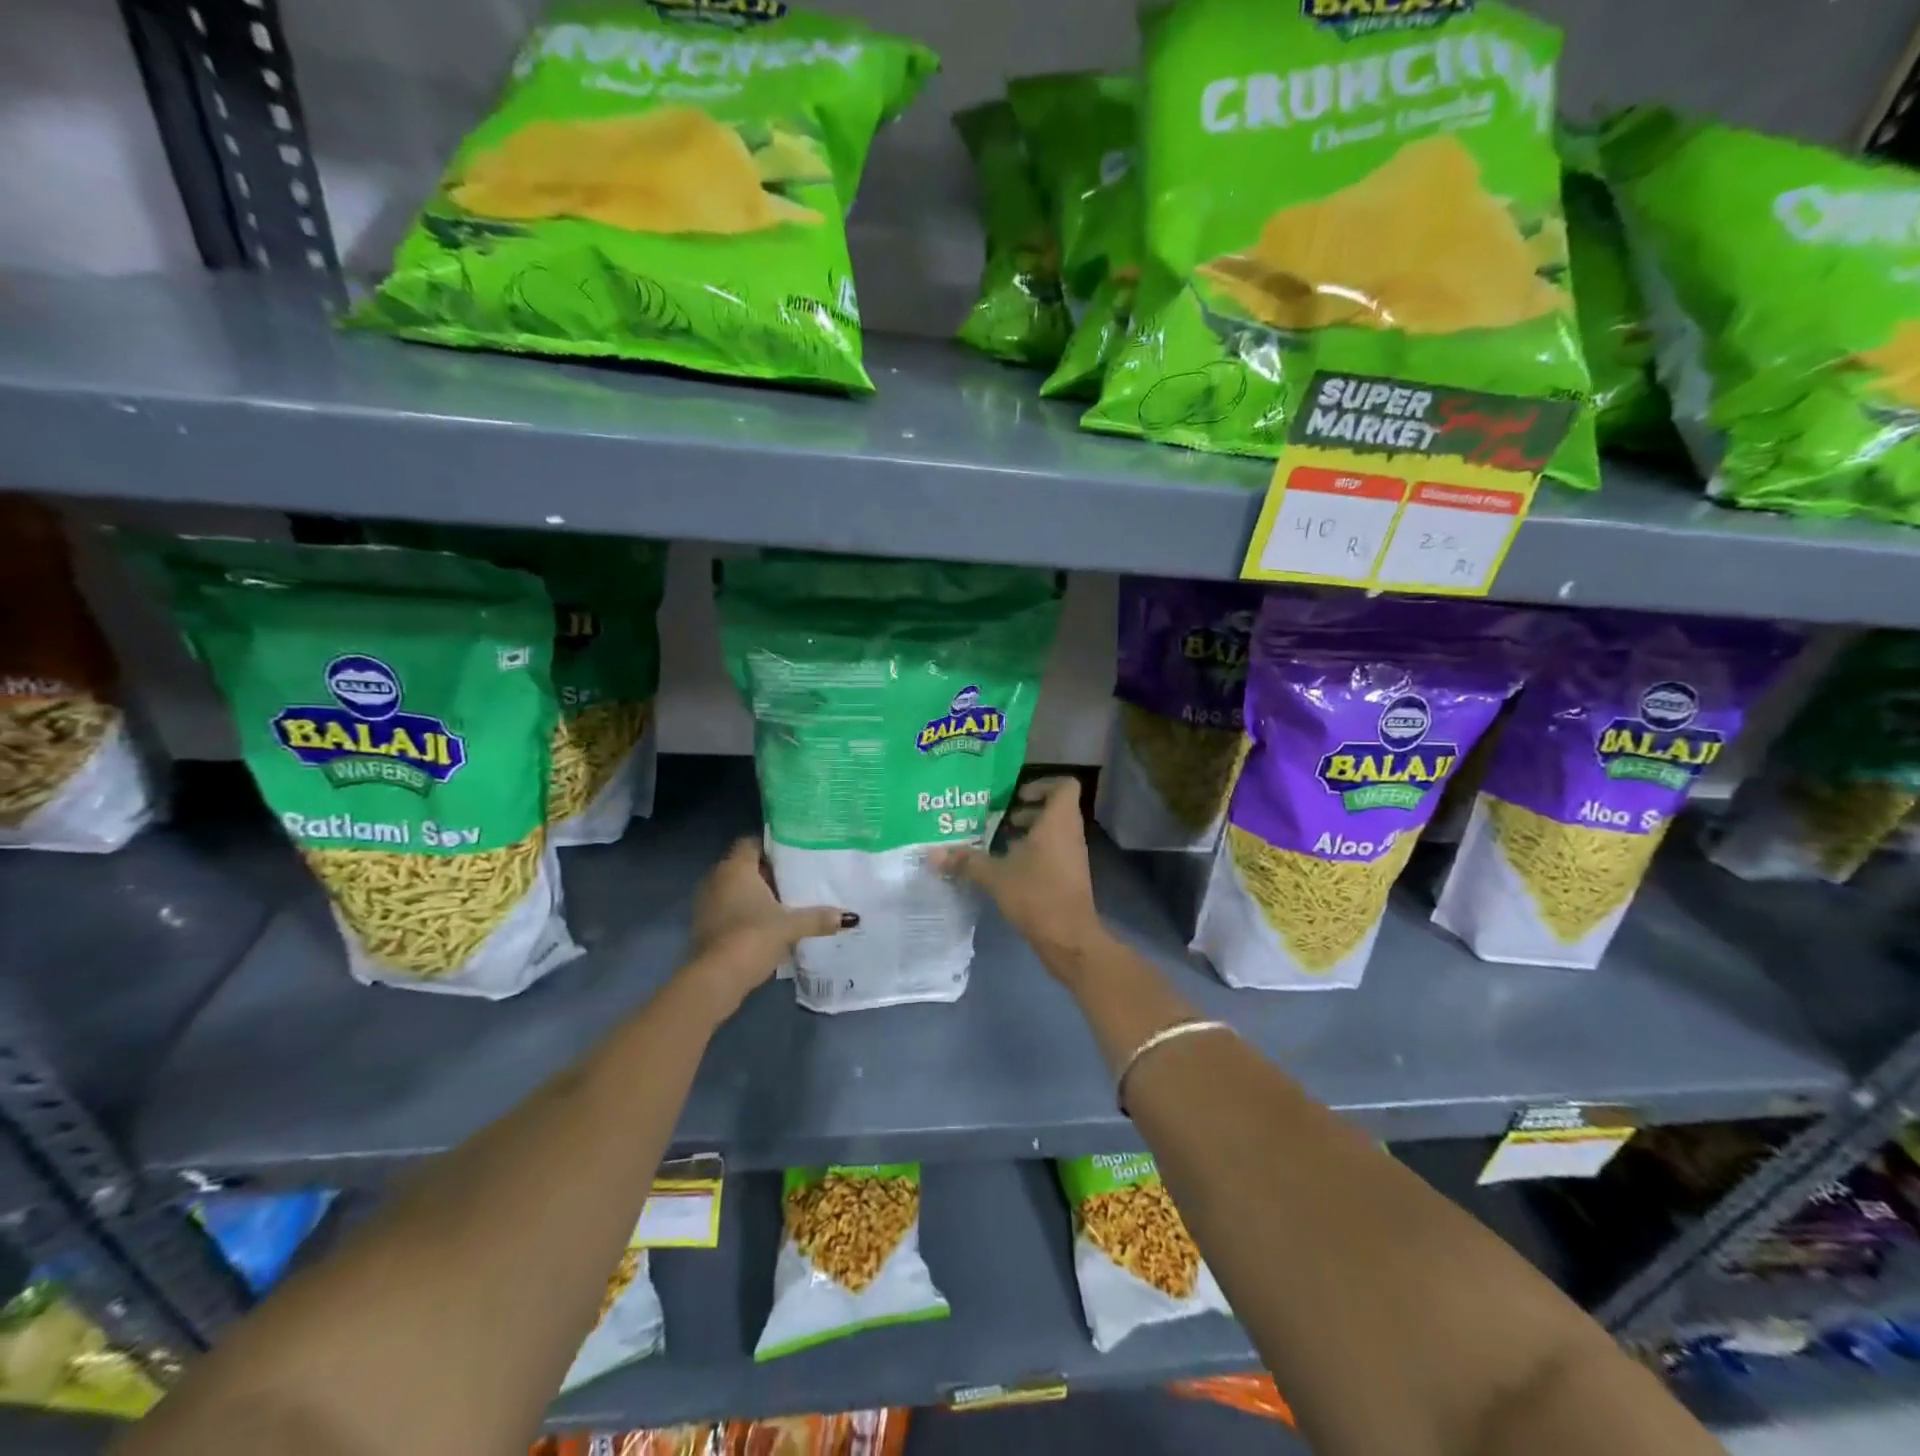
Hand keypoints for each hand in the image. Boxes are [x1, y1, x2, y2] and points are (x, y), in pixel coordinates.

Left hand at [685, 838, 854, 1013]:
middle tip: (795, 879)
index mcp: (735, 868)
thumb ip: (818, 918)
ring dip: (754, 893)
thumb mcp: (790, 926)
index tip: (793, 855)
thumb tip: (850, 917)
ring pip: (734, 887)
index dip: (771, 846)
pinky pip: (727, 907)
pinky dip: (744, 911)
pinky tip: (765, 924)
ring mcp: (706, 902)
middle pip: (744, 865)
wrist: (715, 978)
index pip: (751, 842)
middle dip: (767, 872)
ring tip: (784, 902)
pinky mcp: (704, 925)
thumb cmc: (753, 937)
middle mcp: (716, 878)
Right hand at [933, 777, 1103, 963]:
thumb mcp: (995, 876)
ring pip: (1054, 831)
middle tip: (997, 818)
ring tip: (997, 842)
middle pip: (1056, 808)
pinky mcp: (1069, 876)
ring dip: (1028, 832)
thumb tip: (932, 853)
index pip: (1064, 786)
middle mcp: (1070, 834)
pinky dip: (1033, 852)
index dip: (1041, 784)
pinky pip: (1054, 851)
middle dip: (1026, 810)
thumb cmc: (1036, 895)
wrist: (1069, 939)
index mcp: (1058, 822)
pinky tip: (1007, 867)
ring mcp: (1073, 856)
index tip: (1015, 796)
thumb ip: (966, 861)